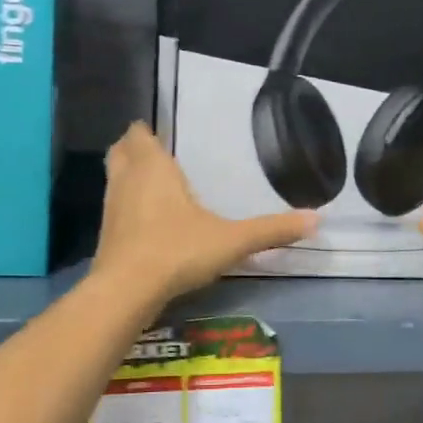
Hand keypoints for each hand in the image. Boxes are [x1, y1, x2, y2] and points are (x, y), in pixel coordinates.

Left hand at [92, 122, 315, 303]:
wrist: (126, 291)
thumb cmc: (177, 250)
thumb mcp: (231, 240)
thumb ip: (271, 230)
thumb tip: (317, 219)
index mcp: (153, 167)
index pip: (139, 134)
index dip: (147, 131)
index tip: (163, 133)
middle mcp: (127, 180)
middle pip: (120, 151)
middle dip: (135, 149)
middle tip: (159, 154)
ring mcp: (111, 207)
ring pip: (114, 178)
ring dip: (128, 177)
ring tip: (155, 185)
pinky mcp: (105, 235)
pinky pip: (115, 208)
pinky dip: (127, 206)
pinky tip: (148, 222)